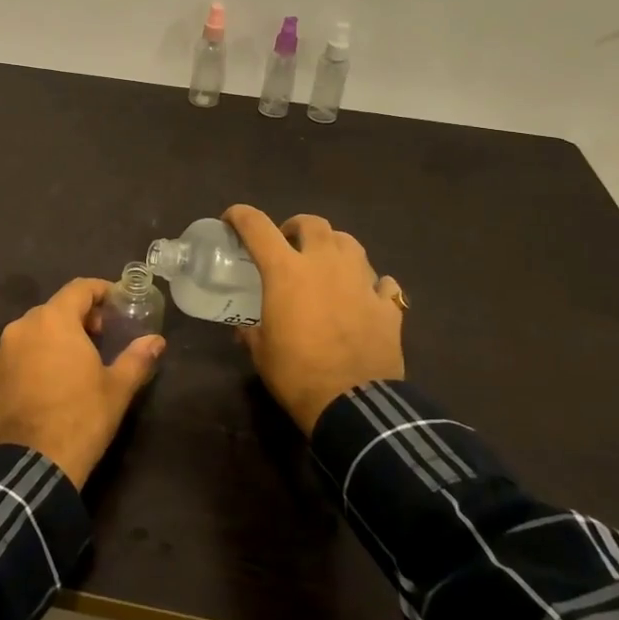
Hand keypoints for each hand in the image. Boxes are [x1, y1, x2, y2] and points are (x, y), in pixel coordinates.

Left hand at [0, 277, 164, 487]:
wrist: (31, 466)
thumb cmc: (80, 418)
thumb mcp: (117, 389)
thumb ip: (138, 358)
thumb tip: (157, 341)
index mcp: (54, 320)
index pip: (79, 288)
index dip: (101, 291)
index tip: (118, 303)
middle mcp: (23, 326)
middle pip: (56, 308)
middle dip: (80, 316)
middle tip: (103, 336)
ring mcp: (2, 351)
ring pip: (35, 330)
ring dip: (57, 336)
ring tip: (77, 360)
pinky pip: (19, 353)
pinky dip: (36, 356)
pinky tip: (51, 381)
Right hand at [223, 205, 405, 435]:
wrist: (353, 404)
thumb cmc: (296, 374)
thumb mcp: (261, 351)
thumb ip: (252, 330)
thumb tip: (244, 328)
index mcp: (286, 271)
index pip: (257, 226)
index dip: (240, 215)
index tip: (231, 219)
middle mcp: (325, 264)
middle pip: (312, 223)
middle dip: (295, 227)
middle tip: (288, 245)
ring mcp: (360, 280)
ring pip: (349, 242)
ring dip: (333, 247)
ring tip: (326, 265)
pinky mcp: (386, 304)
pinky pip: (380, 281)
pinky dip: (370, 284)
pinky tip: (364, 297)